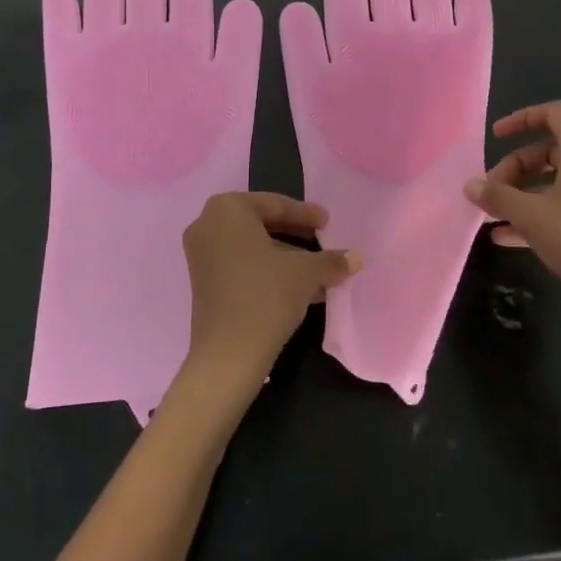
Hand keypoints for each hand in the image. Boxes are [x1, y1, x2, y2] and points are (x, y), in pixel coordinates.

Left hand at [181, 193, 361, 399]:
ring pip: (253, 248)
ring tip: (320, 272)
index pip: (275, 205)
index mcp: (227, 209)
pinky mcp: (203, 282)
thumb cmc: (265, 296)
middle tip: (324, 242)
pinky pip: (241, 265)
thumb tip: (358, 257)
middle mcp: (208, 224)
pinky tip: (301, 289)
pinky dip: (269, 272)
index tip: (328, 223)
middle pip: (262, 224)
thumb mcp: (305, 273)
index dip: (306, 215)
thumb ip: (331, 260)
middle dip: (297, 236)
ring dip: (286, 258)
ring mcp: (201, 255)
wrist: (228, 355)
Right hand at [465, 101, 560, 345]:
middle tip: (492, 191)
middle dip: (516, 167)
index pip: (555, 113)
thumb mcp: (531, 216)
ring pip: (559, 181)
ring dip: (524, 194)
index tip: (496, 136)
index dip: (522, 118)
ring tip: (494, 216)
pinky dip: (541, 214)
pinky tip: (509, 238)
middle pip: (552, 150)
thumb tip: (469, 185)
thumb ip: (497, 196)